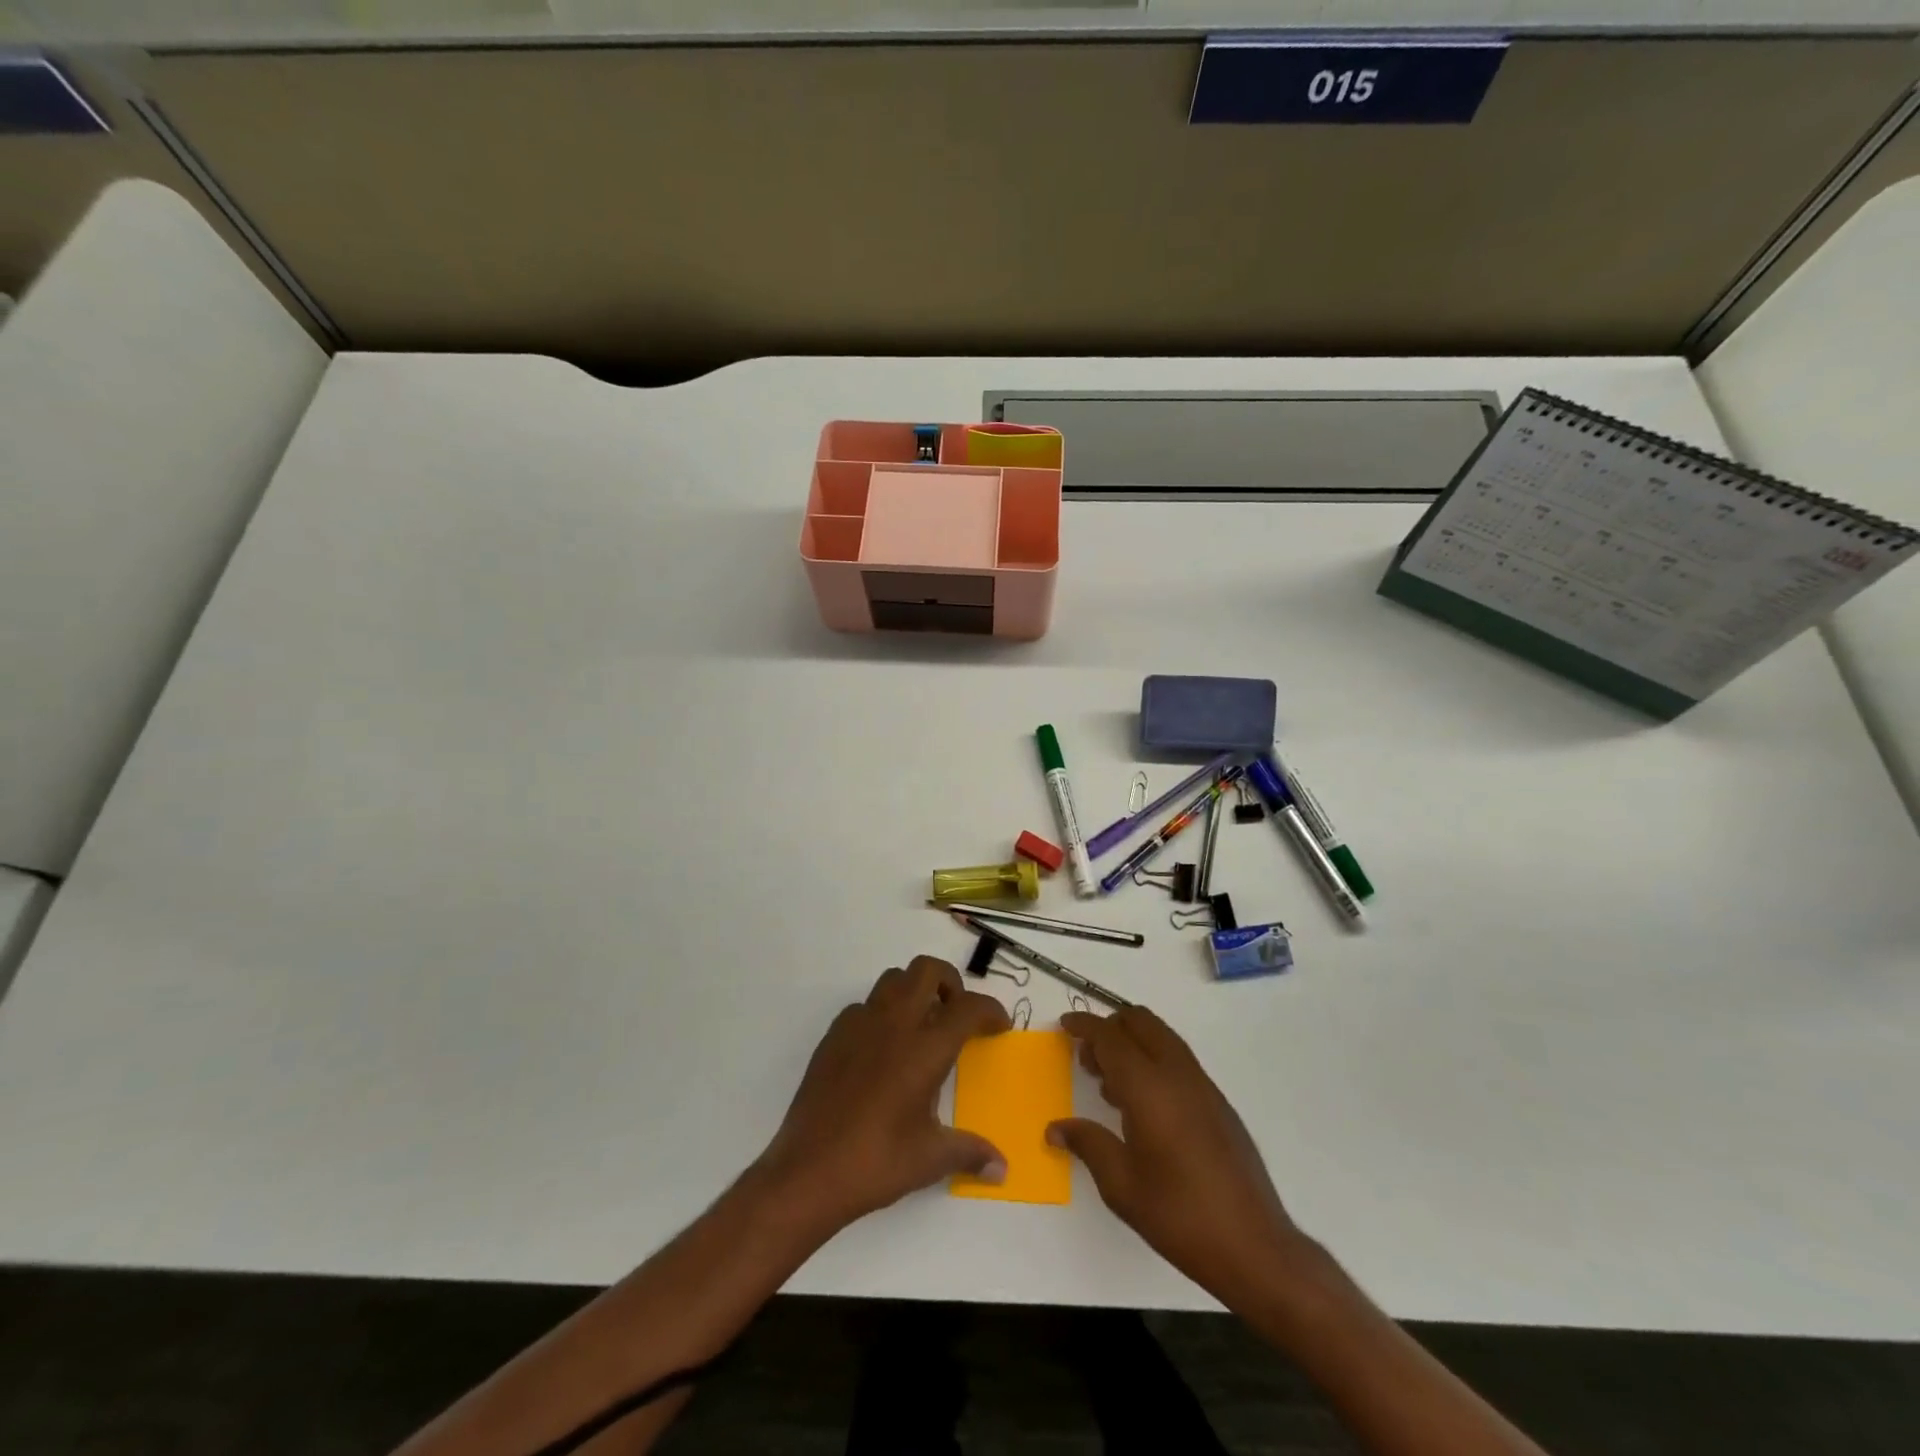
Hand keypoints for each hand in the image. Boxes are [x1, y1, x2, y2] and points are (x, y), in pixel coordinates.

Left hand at [757, 956, 1010, 1238]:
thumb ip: (970, 1152)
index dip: (990, 1010)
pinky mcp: (833, 1035)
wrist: (808, 1171)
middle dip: (950, 982)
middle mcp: (895, 1024)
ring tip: (921, 1026)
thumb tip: (1001, 1167)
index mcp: (925, 1048)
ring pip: (893, 979)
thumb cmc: (877, 1162)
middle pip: (928, 970)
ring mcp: (860, 1024)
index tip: (999, 1025)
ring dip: (914, 990)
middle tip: (956, 1013)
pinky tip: (882, 1049)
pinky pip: (864, 1005)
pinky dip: (882, 1013)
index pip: (968, 1007)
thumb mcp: (930, 1159)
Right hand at [1050, 1006, 1306, 1305]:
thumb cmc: (1179, 1215)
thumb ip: (1087, 1144)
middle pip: (1140, 1022)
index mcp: (1148, 1088)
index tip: (1064, 1024)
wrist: (1254, 1246)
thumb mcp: (1121, 1185)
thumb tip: (1055, 1128)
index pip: (1110, 1037)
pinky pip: (1178, 1059)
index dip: (1084, 1025)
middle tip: (1087, 1057)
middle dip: (1109, 1027)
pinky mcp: (1218, 1102)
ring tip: (1109, 1082)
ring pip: (1162, 1037)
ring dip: (1132, 1042)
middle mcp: (1177, 1074)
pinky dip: (1153, 1060)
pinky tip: (1143, 1104)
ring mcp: (1202, 1086)